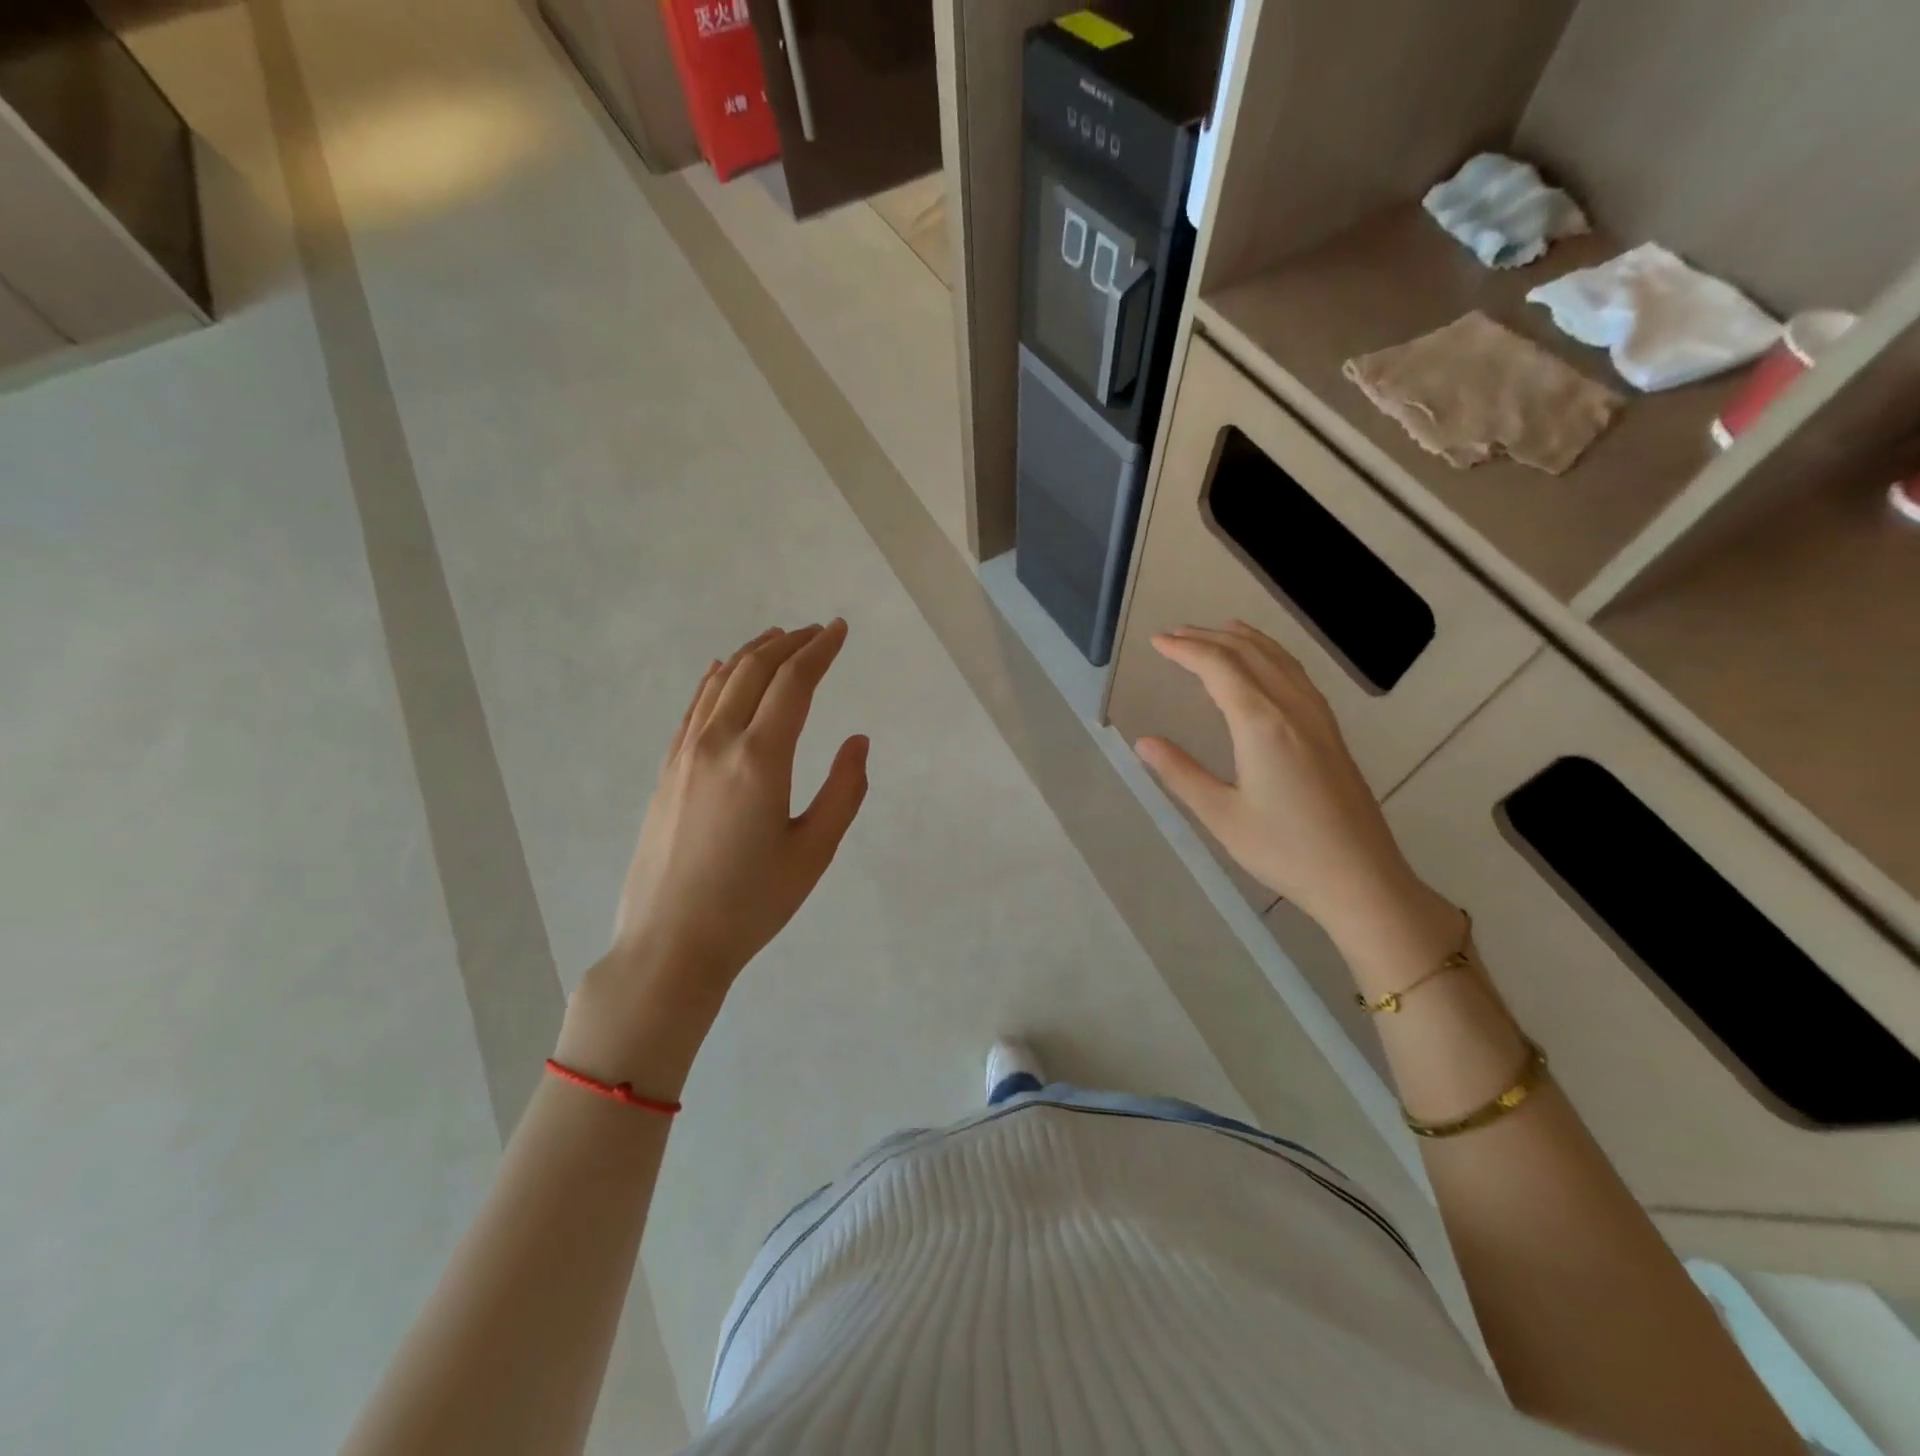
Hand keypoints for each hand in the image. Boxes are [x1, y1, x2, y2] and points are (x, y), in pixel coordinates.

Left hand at [560, 623, 868, 1087]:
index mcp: (760, 759)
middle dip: (790, 643)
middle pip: (755, 671)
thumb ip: (844, 790)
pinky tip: (726, 672)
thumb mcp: (814, 852)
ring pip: (721, 682)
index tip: (839, 630)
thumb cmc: (752, 904)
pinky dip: (717, 679)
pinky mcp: (667, 770)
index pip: (794, 683)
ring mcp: (684, 754)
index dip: (820, 650)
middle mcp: (718, 742)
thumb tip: (857, 740)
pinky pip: (695, 707)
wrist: (670, 944)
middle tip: (817, 631)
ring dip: (754, 654)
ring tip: (779, 639)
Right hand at [1134, 622, 1423, 935]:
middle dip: (1208, 639)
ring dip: (1244, 640)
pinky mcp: (1331, 732)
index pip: (1218, 668)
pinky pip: (1298, 675)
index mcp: (1261, 724)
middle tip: (1174, 634)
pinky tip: (1268, 664)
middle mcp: (1292, 709)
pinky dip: (1273, 655)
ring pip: (1279, 659)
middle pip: (1248, 654)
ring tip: (1218, 630)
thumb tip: (1143, 742)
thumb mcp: (1221, 815)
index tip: (1157, 642)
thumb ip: (1181, 773)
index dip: (1186, 650)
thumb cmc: (1284, 850)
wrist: (1360, 878)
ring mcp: (1318, 718)